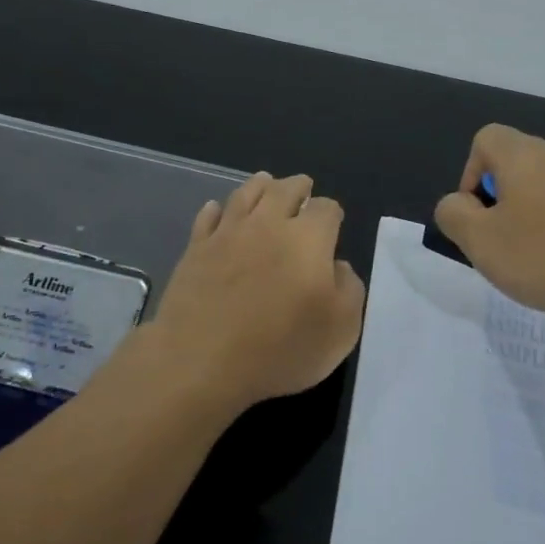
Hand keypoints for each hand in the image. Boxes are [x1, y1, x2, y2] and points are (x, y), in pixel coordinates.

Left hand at [144, 172, 366, 418]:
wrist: (202, 360)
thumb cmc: (280, 348)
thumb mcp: (340, 330)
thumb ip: (349, 289)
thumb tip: (337, 266)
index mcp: (308, 238)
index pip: (326, 208)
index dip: (332, 214)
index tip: (333, 224)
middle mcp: (268, 224)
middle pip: (285, 189)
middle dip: (298, 187)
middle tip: (303, 188)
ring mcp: (227, 233)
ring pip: (246, 194)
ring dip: (260, 185)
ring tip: (266, 183)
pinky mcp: (196, 249)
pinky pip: (208, 217)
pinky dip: (217, 209)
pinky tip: (218, 209)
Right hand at [433, 124, 544, 325]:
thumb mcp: (480, 241)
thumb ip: (454, 215)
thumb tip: (457, 203)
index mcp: (524, 156)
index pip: (485, 139)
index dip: (470, 174)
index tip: (477, 215)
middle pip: (513, 163)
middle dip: (497, 200)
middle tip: (499, 242)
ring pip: (542, 187)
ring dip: (527, 215)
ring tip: (530, 257)